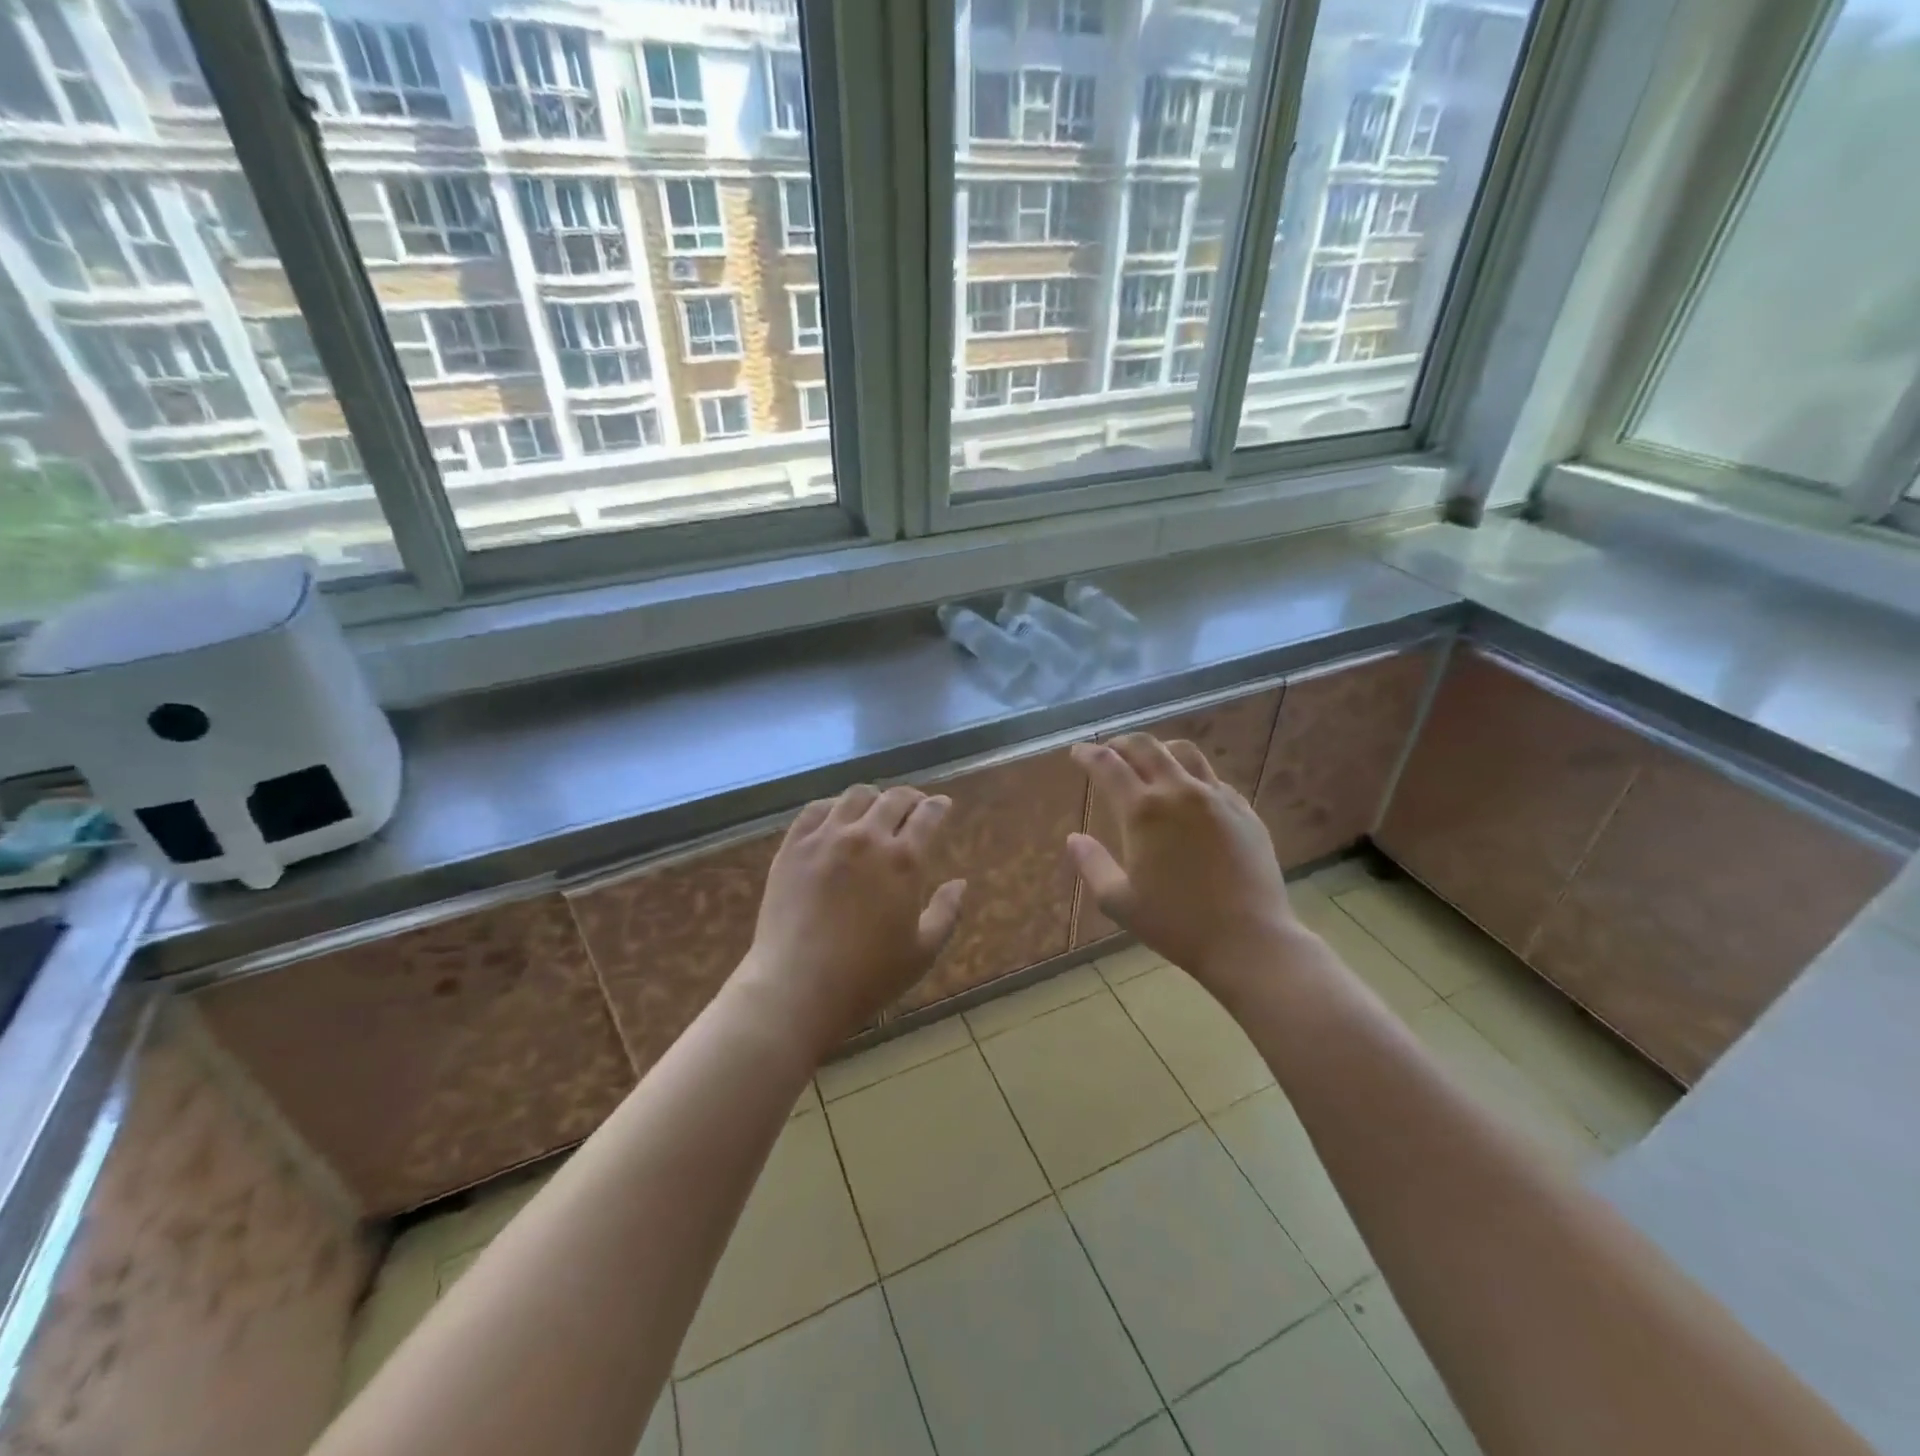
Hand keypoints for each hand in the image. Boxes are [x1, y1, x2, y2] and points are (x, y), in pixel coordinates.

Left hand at [739, 784, 966, 1055]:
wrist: (798, 988)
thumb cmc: (869, 977)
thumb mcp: (923, 952)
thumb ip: (946, 912)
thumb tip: (960, 883)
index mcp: (904, 860)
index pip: (928, 815)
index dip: (938, 806)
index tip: (942, 805)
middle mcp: (866, 838)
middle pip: (894, 799)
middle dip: (910, 798)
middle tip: (914, 806)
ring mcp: (825, 838)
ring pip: (855, 796)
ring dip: (874, 798)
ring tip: (876, 809)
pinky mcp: (793, 847)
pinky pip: (816, 810)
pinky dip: (834, 806)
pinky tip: (836, 818)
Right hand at [1069, 735, 1305, 1001]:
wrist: (1250, 940)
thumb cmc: (1176, 924)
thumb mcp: (1118, 902)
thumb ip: (1091, 864)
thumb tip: (1073, 838)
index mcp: (1143, 811)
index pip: (1108, 765)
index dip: (1087, 754)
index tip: (1077, 752)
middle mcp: (1179, 791)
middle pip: (1146, 746)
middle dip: (1121, 743)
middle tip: (1108, 750)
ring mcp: (1217, 797)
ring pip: (1184, 752)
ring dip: (1159, 749)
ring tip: (1149, 761)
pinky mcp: (1244, 810)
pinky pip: (1212, 778)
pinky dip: (1191, 775)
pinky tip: (1188, 794)